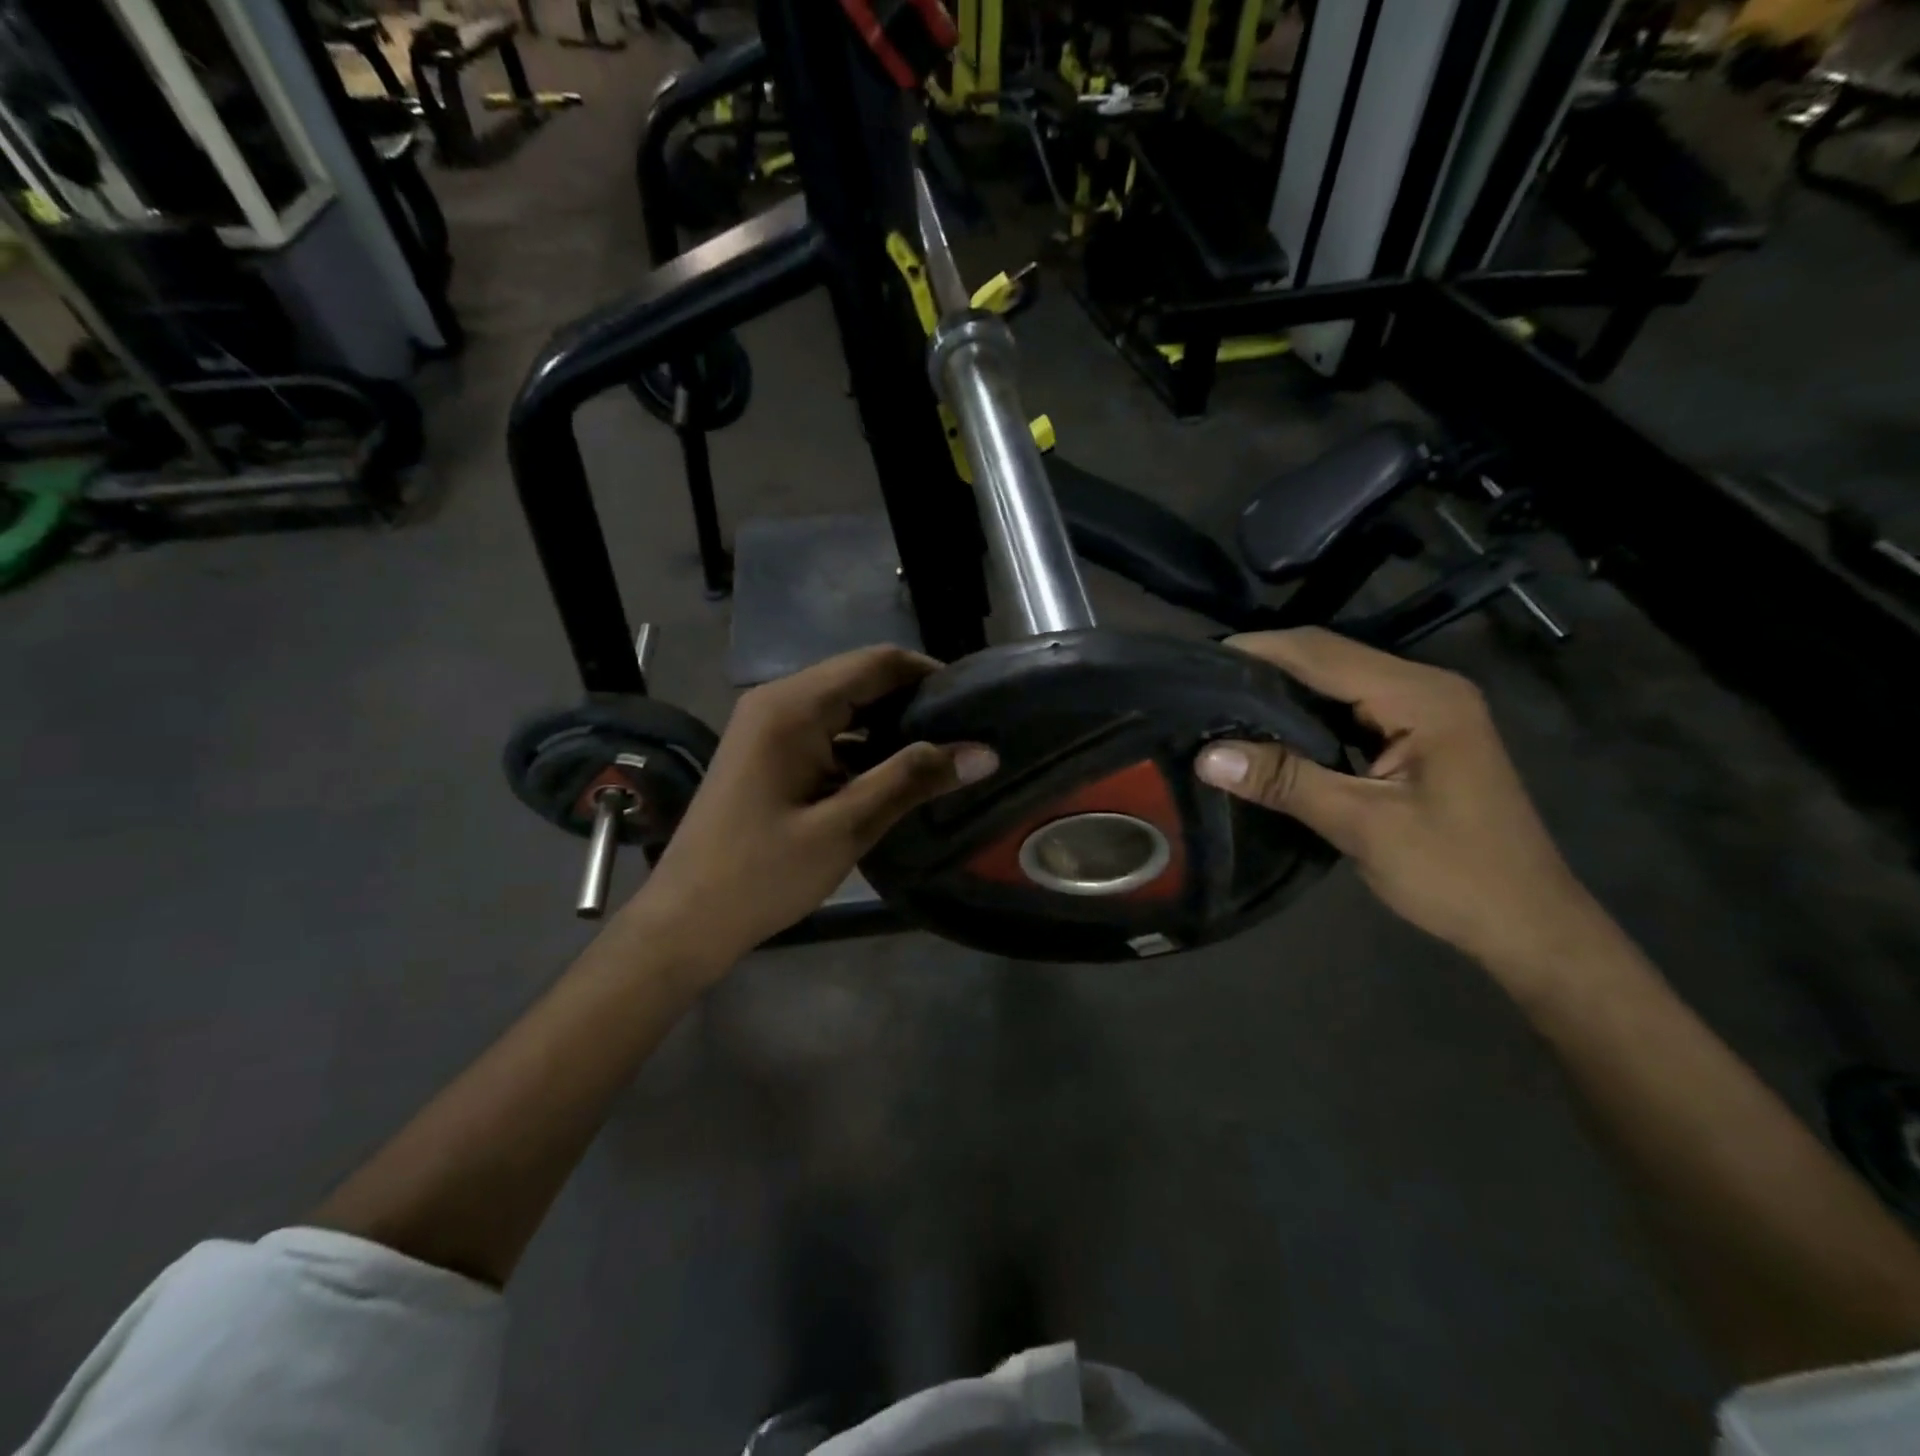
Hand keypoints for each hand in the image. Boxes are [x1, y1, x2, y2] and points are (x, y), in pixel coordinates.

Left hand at [627, 646, 996, 979]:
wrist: (686, 919)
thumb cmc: (761, 874)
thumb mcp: (845, 827)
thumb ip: (912, 780)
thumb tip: (983, 752)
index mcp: (793, 706)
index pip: (877, 662)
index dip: (929, 675)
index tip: (976, 704)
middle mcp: (778, 700)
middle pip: (861, 678)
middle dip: (914, 700)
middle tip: (966, 733)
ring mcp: (768, 725)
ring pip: (845, 704)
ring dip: (891, 723)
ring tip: (942, 752)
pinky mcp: (768, 751)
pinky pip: (827, 729)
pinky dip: (863, 743)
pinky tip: (894, 772)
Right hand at [1194, 628, 1602, 975]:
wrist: (1529, 925)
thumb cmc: (1455, 874)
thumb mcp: (1362, 826)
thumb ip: (1285, 782)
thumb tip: (1207, 755)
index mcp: (1421, 697)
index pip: (1322, 653)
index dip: (1259, 650)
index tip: (1197, 661)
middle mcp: (1426, 689)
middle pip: (1329, 659)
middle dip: (1265, 667)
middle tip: (1200, 685)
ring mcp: (1425, 711)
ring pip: (1337, 684)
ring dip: (1283, 691)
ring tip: (1221, 704)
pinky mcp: (1417, 737)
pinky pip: (1350, 711)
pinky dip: (1306, 716)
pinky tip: (1269, 732)